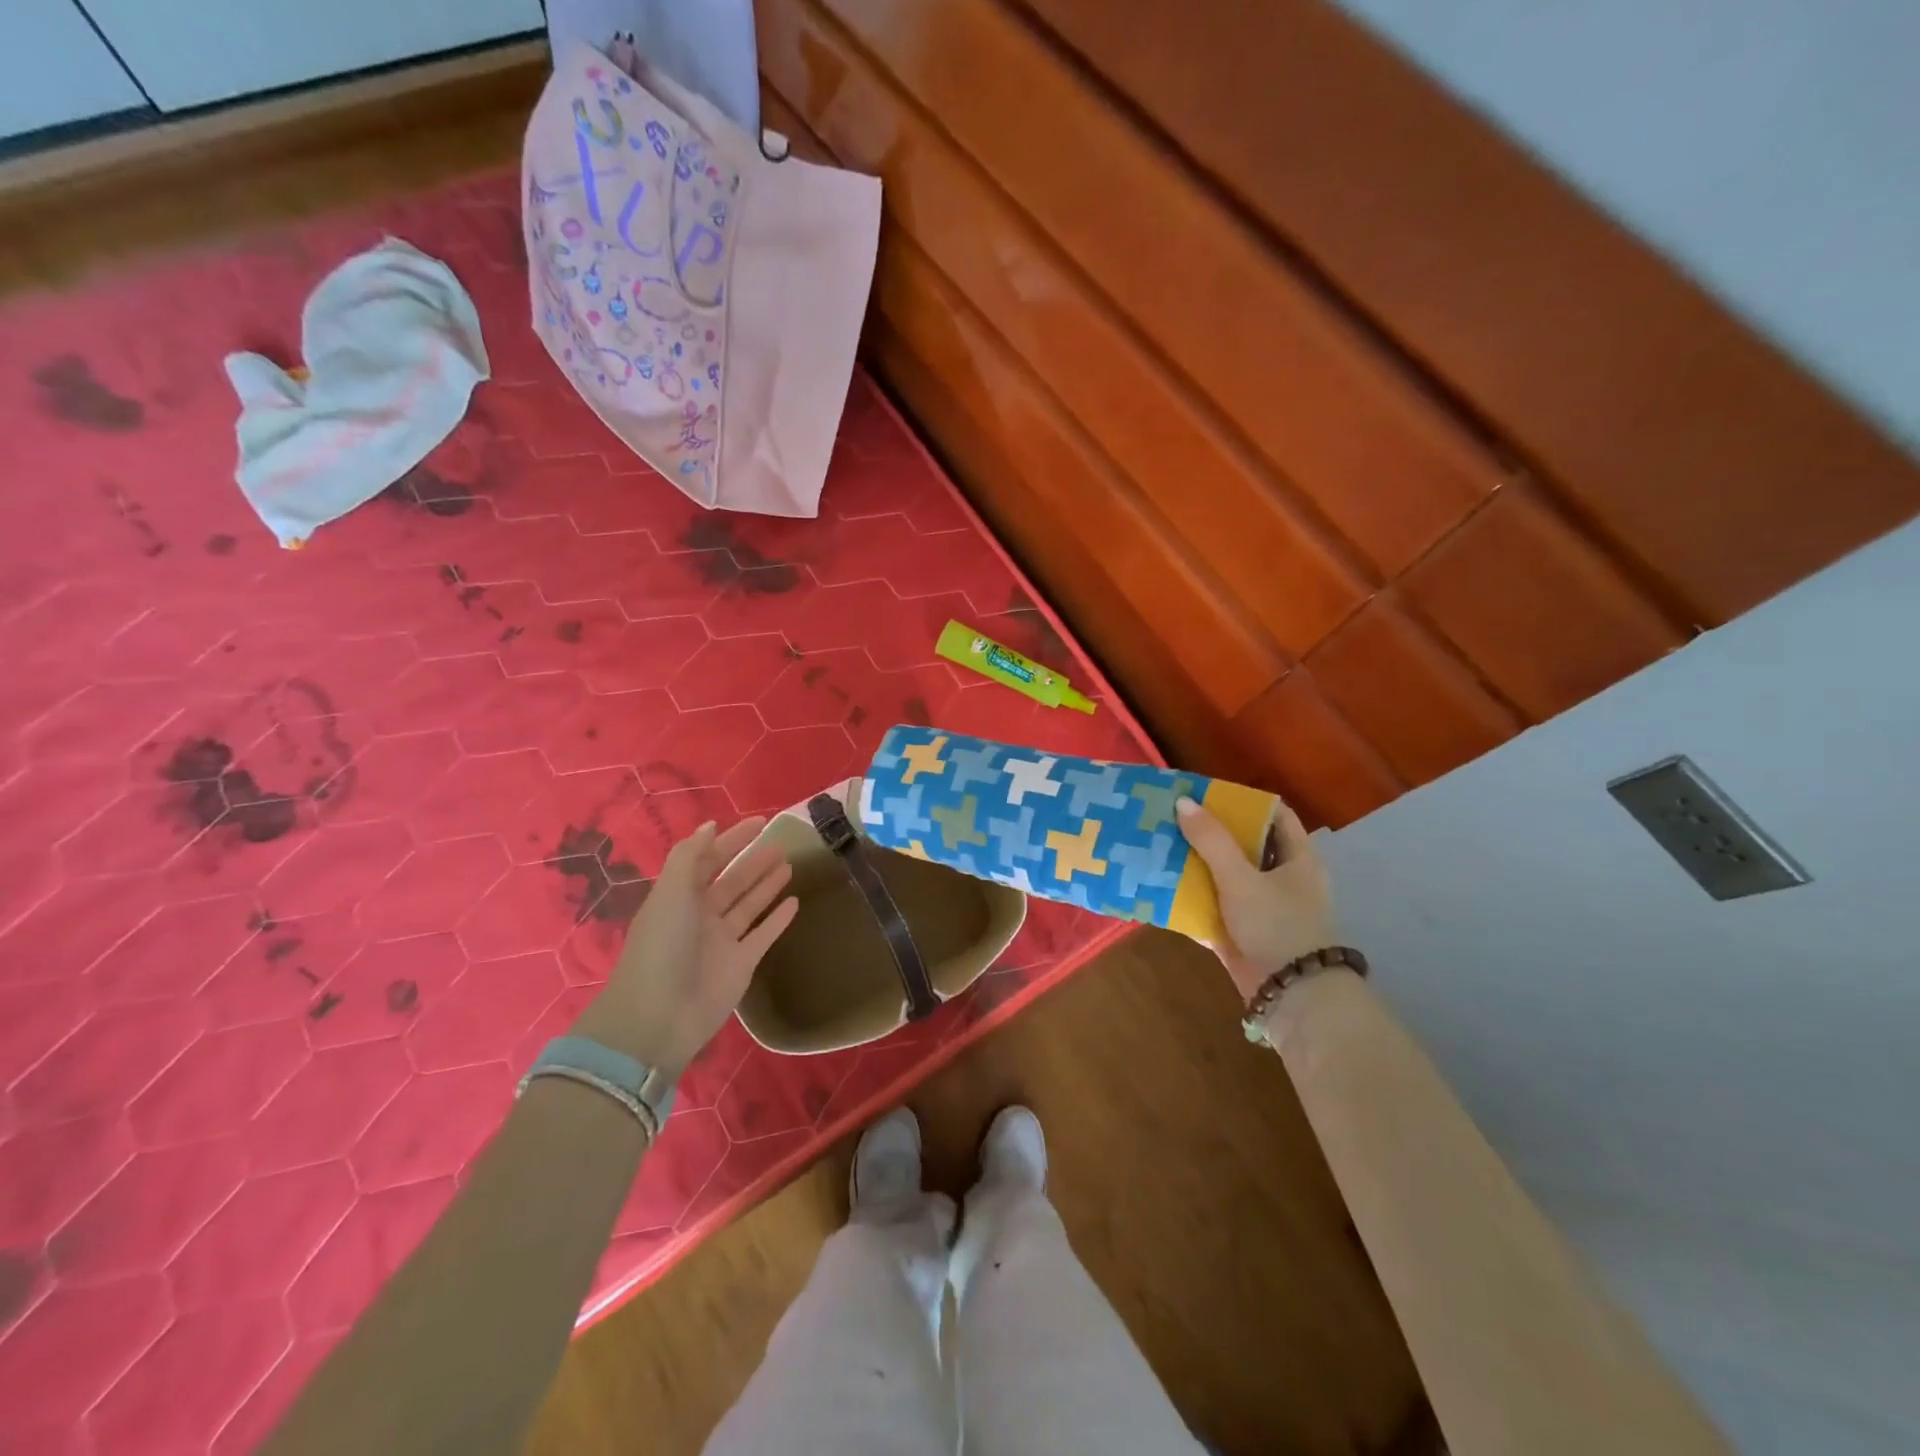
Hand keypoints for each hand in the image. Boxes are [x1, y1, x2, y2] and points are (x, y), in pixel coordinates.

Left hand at [571, 819, 798, 1078]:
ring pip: (749, 905)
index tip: (759, 823)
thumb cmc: (662, 946)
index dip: (731, 840)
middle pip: (732, 882)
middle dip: (754, 863)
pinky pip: (763, 935)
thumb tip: (710, 825)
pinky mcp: (741, 965)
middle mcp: (700, 916)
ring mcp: (721, 942)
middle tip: (783, 845)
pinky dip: (778, 919)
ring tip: (790, 865)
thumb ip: (690, 856)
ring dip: (767, 885)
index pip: (708, 860)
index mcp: (679, 897)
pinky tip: (795, 902)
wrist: (659, 1016)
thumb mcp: (670, 892)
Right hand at [1176, 796, 1336, 1001]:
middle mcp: (1281, 878)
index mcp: (1296, 858)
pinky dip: (1190, 896)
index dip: (1241, 801)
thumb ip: (1212, 841)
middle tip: (1171, 817)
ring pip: (1223, 875)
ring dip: (1194, 863)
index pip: (1273, 815)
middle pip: (1242, 844)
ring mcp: (1260, 906)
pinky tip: (1160, 885)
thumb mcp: (1242, 878)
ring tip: (1158, 844)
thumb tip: (1182, 802)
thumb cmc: (1277, 925)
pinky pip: (1212, 906)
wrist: (1292, 995)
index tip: (1205, 793)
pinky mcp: (1241, 931)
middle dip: (1208, 832)